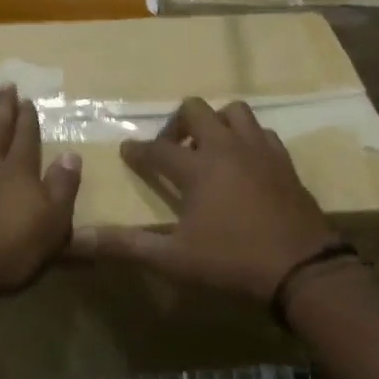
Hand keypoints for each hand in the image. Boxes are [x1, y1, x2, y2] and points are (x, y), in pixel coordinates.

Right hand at [69, 96, 339, 301]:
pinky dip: (246, 138)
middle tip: (171, 151)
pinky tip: (243, 163)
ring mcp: (259, 150)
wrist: (301, 268)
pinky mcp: (284, 161)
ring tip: (207, 150)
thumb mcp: (173, 259)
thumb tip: (77, 240)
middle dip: (176, 124)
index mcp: (197, 167)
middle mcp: (226, 147)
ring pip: (234, 112)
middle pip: (196, 110)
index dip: (138, 150)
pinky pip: (261, 133)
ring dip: (215, 123)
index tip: (127, 152)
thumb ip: (126, 246)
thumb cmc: (232, 262)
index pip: (156, 149)